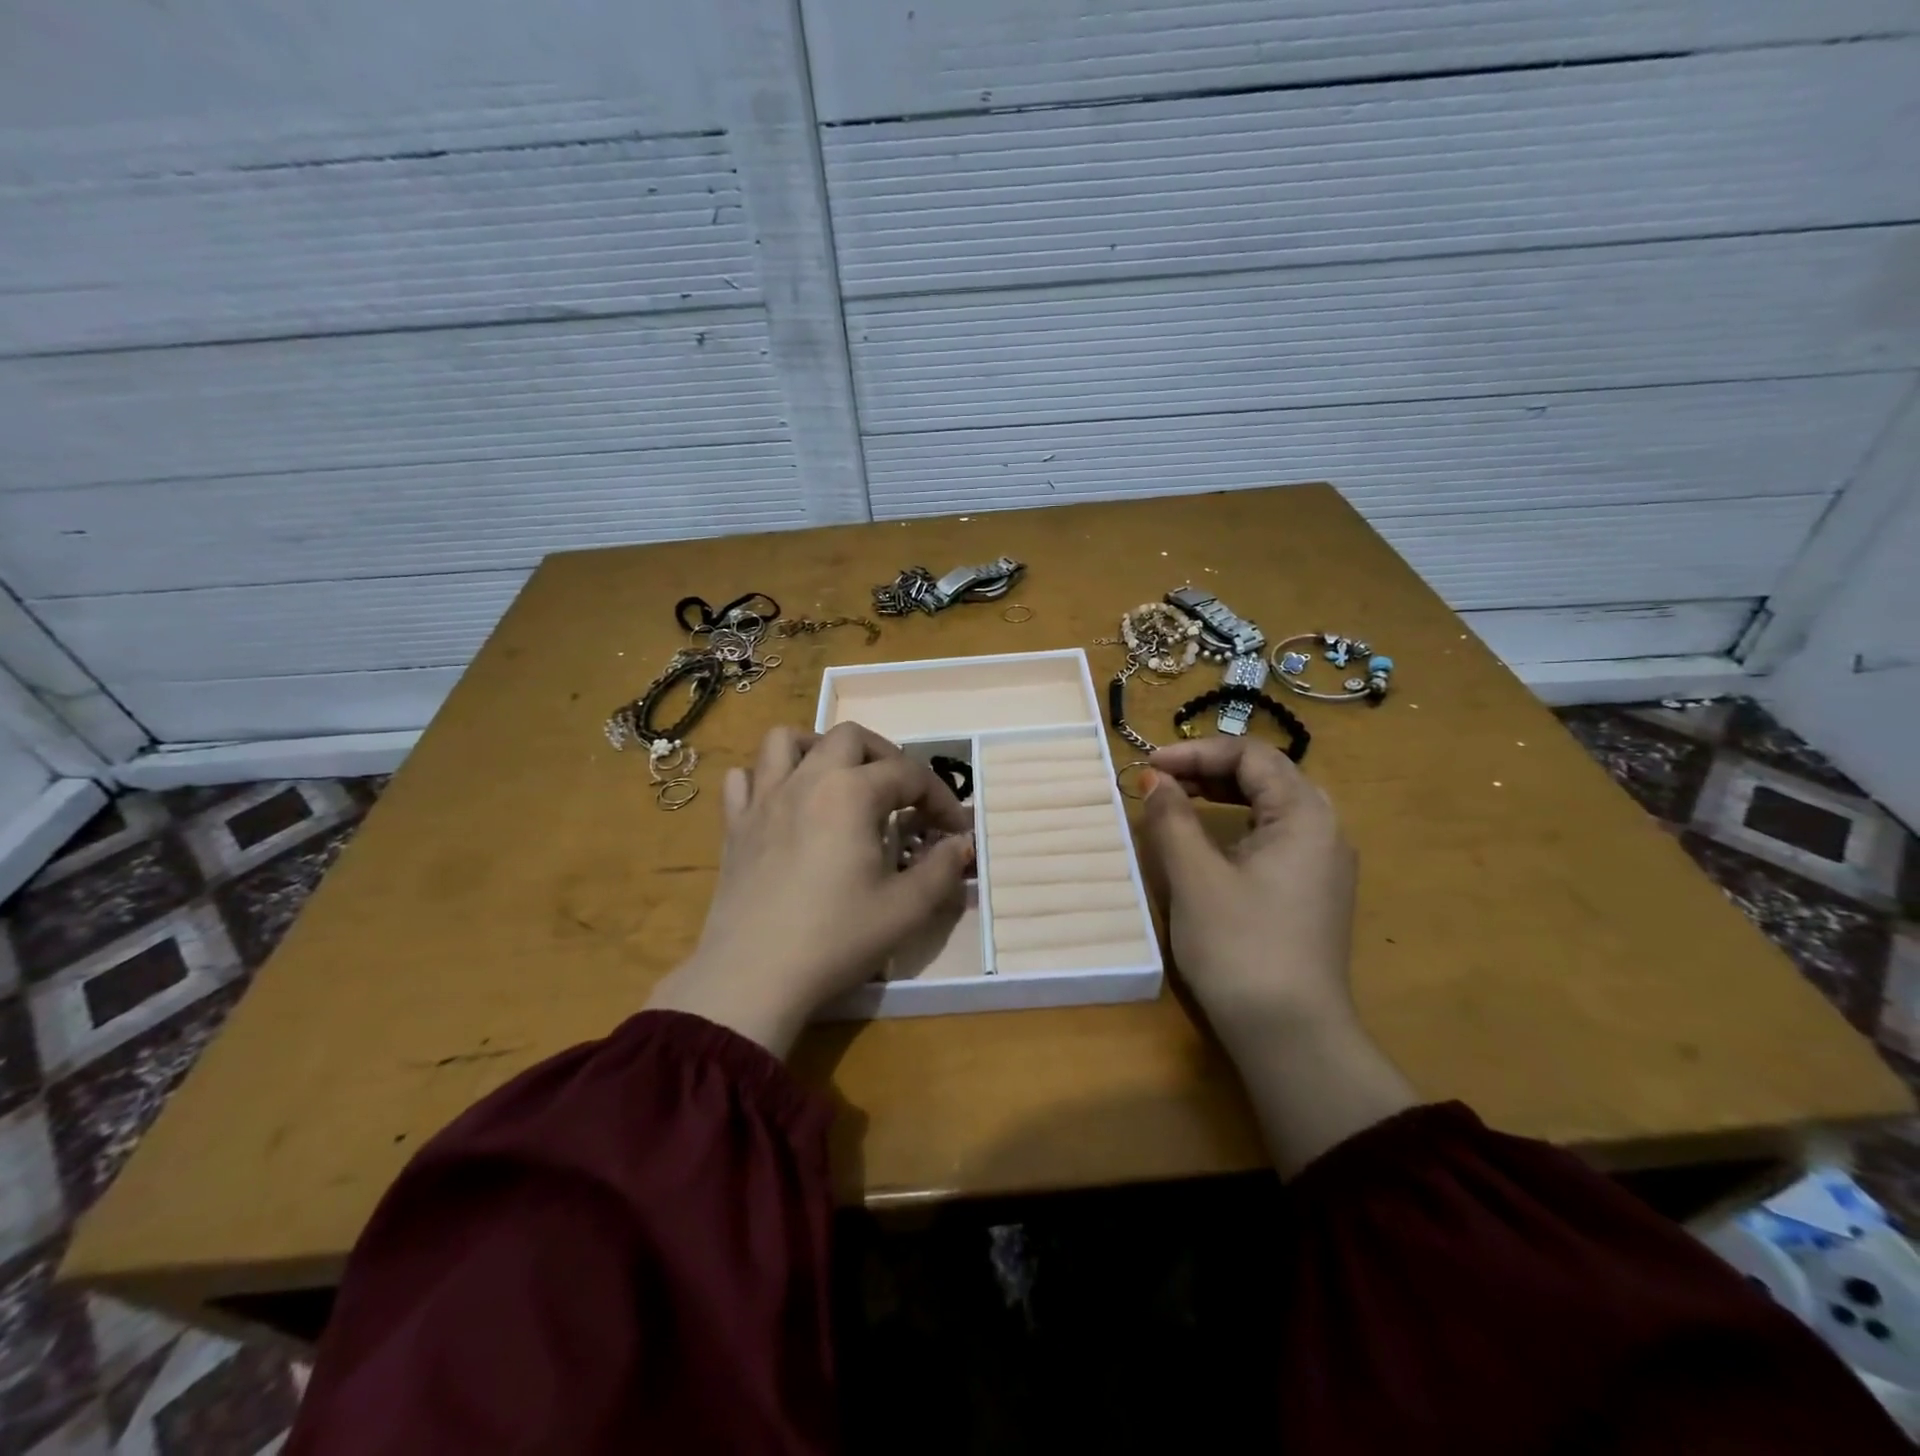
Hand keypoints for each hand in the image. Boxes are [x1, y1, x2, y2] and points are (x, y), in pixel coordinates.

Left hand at [646, 723, 973, 1057]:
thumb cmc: (836, 938)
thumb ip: (942, 868)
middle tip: (902, 795)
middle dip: (886, 757)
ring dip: (819, 749)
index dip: (940, 798)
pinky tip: (783, 805)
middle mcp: (806, 780)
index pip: (909, 774)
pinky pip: (743, 779)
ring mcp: (763, 799)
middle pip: (851, 737)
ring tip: (839, 780)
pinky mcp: (734, 826)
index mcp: (851, 793)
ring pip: (786, 741)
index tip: (954, 831)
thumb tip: (961, 843)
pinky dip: (766, 779)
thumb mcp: (906, 909)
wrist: (754, 976)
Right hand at [1139, 735, 1356, 1036]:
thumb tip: (1153, 778)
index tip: (1149, 766)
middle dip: (1210, 769)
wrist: (1291, 1035)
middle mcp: (1325, 829)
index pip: (1250, 755)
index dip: (1196, 752)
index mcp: (1305, 814)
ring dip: (1224, 794)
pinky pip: (1277, 835)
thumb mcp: (1195, 876)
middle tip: (1162, 781)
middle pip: (1267, 774)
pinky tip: (1210, 841)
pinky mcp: (1314, 891)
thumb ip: (1171, 818)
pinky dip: (1239, 824)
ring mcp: (1324, 863)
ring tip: (1180, 801)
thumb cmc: (1240, 946)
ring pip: (1273, 805)